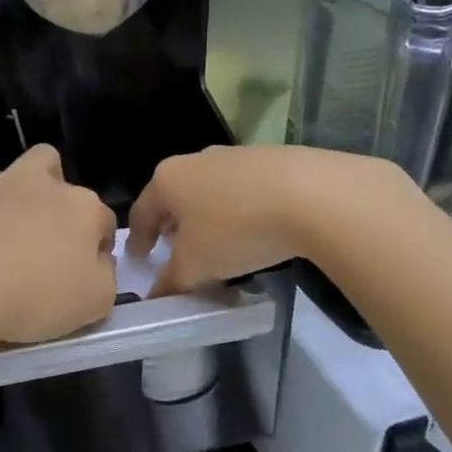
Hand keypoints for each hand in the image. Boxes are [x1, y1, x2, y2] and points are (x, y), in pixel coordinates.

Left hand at [0, 145, 116, 345]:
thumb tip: (99, 260)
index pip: (104, 222)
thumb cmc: (33, 299)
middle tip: (49, 242)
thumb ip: (107, 277)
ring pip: (31, 161)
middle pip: (68, 184)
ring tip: (18, 215)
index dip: (98, 246)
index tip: (83, 272)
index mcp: (85, 211)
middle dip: (65, 205)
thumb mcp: (94, 304)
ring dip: (31, 181)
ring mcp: (4, 180)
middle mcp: (49, 185)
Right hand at [128, 145, 406, 296]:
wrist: (312, 194)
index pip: (141, 211)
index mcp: (167, 179)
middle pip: (174, 196)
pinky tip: (254, 229)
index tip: (139, 258)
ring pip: (209, 190)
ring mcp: (234, 155)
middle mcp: (195, 160)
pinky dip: (238, 209)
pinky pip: (242, 188)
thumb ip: (170, 281)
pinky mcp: (269, 158)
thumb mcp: (196, 266)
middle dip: (173, 224)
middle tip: (175, 250)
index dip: (138, 239)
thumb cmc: (236, 229)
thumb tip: (156, 296)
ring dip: (206, 216)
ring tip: (218, 243)